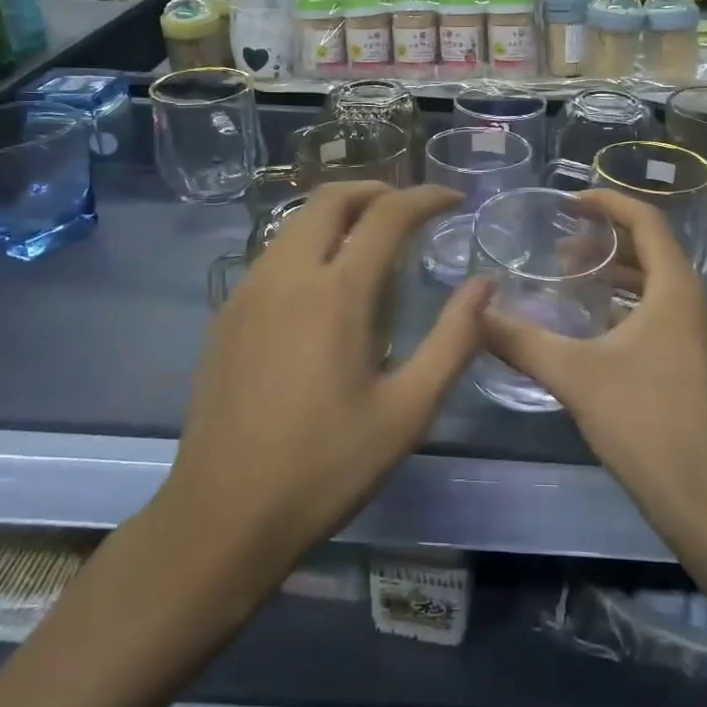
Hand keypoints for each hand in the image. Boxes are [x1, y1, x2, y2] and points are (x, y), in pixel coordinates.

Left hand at [169, 182, 488, 573]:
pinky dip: (309, 244)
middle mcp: (286, 275)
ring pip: (296, 222)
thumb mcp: (408, 411)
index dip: (426, 197)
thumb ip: (454, 340)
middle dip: (377, 190)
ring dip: (339, 215)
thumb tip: (484, 285)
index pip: (387, 214)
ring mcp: (246, 292)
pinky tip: (325, 288)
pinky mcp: (225, 315)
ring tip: (373, 243)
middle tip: (411, 210)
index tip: (455, 199)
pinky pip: (273, 255)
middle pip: (330, 198)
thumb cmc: (326, 466)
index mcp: (335, 293)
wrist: (222, 517)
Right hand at [480, 189, 706, 504]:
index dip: (608, 203)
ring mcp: (694, 334)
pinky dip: (622, 304)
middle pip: (650, 249)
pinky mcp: (688, 361)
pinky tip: (588, 324)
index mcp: (676, 289)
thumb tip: (474, 312)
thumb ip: (520, 339)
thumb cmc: (641, 419)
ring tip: (569, 278)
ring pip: (653, 283)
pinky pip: (656, 311)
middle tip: (558, 247)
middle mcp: (692, 302)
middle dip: (605, 240)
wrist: (697, 492)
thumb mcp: (573, 373)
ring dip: (614, 274)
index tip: (569, 202)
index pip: (647, 221)